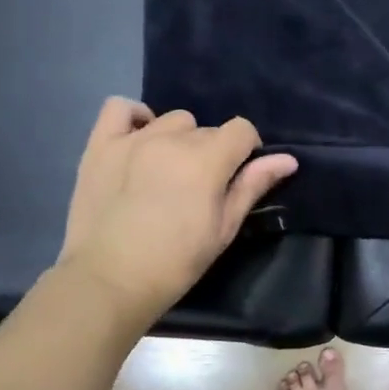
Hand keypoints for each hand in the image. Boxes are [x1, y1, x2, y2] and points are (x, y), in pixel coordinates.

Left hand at [58, 99, 296, 323]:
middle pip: (206, 129)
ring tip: (167, 171)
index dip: (247, 150)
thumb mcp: (223, 228)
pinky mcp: (100, 146)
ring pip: (170, 120)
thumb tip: (288, 159)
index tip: (237, 177)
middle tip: (199, 188)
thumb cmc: (176, 262)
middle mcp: (171, 139)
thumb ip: (253, 186)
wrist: (109, 281)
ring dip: (177, 139)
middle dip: (211, 152)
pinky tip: (138, 140)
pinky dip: (134, 118)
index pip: (242, 129)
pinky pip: (119, 108)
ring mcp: (132, 139)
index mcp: (206, 160)